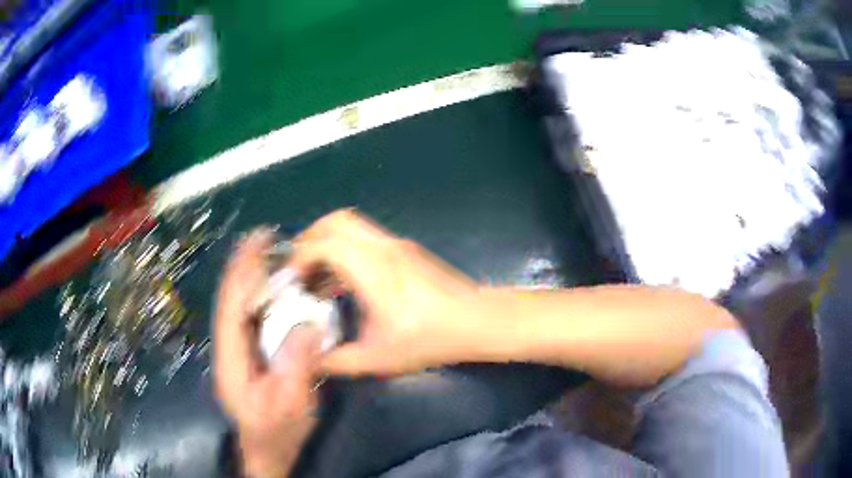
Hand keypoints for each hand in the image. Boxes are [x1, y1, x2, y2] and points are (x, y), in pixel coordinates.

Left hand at [214, 229, 321, 477]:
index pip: (231, 308)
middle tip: (262, 236)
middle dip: (243, 266)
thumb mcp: (291, 404)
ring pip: (239, 307)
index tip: (256, 245)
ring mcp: (238, 351)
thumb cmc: (277, 431)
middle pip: (231, 301)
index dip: (242, 274)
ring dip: (250, 276)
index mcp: (231, 360)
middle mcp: (229, 349)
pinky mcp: (249, 354)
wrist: (268, 450)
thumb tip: (309, 324)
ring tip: (266, 250)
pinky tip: (273, 285)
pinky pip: (252, 317)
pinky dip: (260, 295)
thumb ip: (297, 366)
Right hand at [290, 209, 491, 376]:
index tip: (292, 281)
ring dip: (328, 243)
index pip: (324, 243)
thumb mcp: (379, 357)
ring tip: (317, 276)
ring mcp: (397, 245)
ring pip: (352, 226)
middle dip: (310, 239)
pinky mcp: (406, 250)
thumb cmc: (431, 338)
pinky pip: (366, 238)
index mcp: (373, 268)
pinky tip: (344, 281)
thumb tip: (311, 360)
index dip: (300, 257)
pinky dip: (346, 250)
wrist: (478, 321)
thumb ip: (338, 360)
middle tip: (299, 268)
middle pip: (336, 221)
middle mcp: (383, 247)